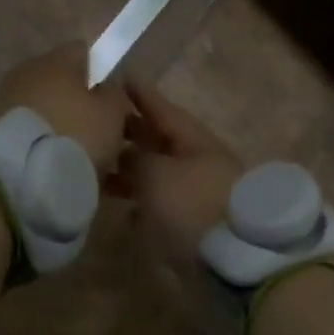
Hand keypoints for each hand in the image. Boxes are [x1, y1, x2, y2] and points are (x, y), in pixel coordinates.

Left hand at [0, 43, 130, 172]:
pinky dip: (40, 146)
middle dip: (80, 106)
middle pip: (61, 83)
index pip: (84, 52)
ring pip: (43, 110)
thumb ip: (114, 93)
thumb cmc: (74, 135)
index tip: (114, 102)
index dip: (103, 74)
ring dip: (59, 127)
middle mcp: (25, 73)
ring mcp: (2, 102)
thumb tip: (107, 87)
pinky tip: (52, 169)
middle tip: (100, 135)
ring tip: (77, 159)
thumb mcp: (112, 113)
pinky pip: (25, 133)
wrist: (15, 177)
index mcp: (55, 61)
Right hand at [112, 79, 243, 256]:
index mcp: (194, 141)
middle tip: (101, 121)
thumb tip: (128, 155)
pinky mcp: (195, 225)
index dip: (141, 93)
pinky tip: (122, 208)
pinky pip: (162, 204)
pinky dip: (141, 202)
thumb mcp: (157, 174)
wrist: (233, 260)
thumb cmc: (192, 206)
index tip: (122, 75)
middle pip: (161, 141)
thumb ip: (137, 159)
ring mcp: (199, 194)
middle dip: (132, 132)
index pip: (163, 109)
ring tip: (100, 167)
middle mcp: (199, 162)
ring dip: (132, 170)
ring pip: (159, 174)